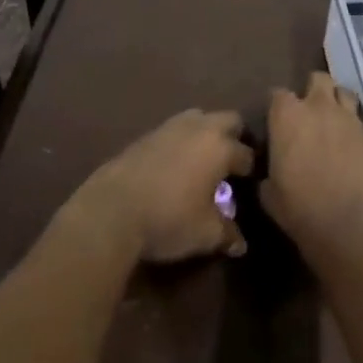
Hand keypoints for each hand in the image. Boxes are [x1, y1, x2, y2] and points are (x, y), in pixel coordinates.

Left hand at [65, 109, 251, 263]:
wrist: (111, 210)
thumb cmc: (168, 219)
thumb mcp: (205, 234)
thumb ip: (227, 234)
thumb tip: (240, 244)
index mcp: (220, 148)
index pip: (247, 154)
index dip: (251, 171)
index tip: (250, 185)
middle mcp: (198, 128)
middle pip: (228, 120)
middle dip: (235, 137)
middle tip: (232, 163)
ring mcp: (169, 127)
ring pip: (198, 118)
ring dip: (206, 133)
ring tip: (203, 159)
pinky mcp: (145, 134)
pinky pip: (173, 130)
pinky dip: (181, 141)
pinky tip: (175, 164)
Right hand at [263, 73, 362, 255]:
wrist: (354, 229)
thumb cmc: (301, 211)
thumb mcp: (269, 195)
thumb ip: (268, 173)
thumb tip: (270, 172)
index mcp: (288, 117)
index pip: (278, 94)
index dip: (278, 107)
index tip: (278, 123)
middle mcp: (320, 108)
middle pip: (318, 79)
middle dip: (313, 91)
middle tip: (309, 115)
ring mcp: (351, 120)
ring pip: (345, 93)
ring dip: (338, 103)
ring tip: (335, 124)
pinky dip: (357, 130)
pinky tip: (355, 149)